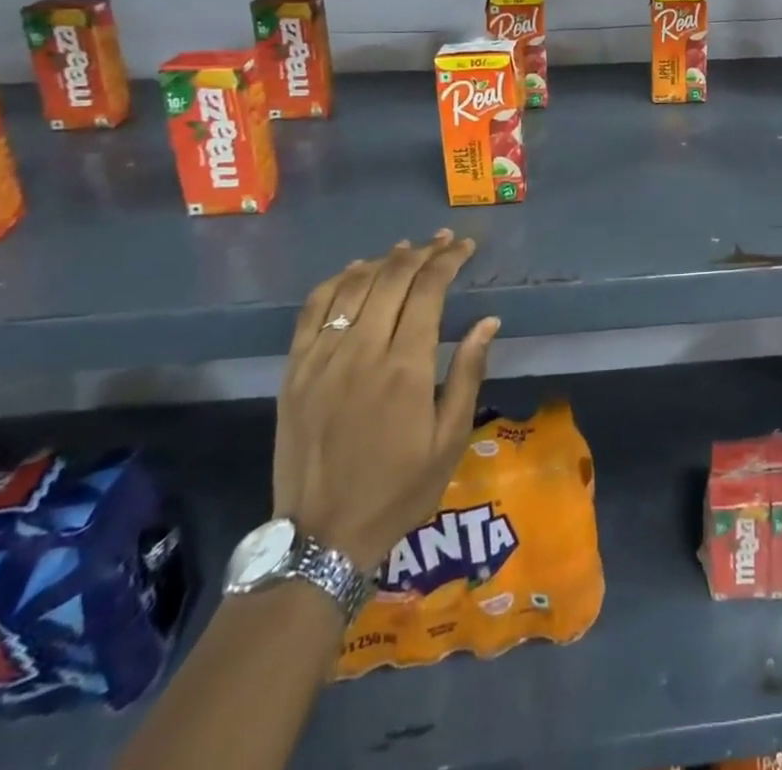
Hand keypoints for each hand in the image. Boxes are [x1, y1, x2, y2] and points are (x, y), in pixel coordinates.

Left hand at [272, 232, 499, 571]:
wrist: (322, 539)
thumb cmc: (399, 489)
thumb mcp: (450, 439)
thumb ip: (468, 373)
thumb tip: (488, 321)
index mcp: (405, 368)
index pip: (428, 290)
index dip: (448, 260)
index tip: (464, 247)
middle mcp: (362, 352)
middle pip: (392, 278)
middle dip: (422, 253)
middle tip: (442, 242)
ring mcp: (321, 359)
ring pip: (353, 286)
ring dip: (383, 261)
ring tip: (405, 250)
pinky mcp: (294, 371)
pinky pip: (312, 309)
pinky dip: (336, 281)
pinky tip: (354, 273)